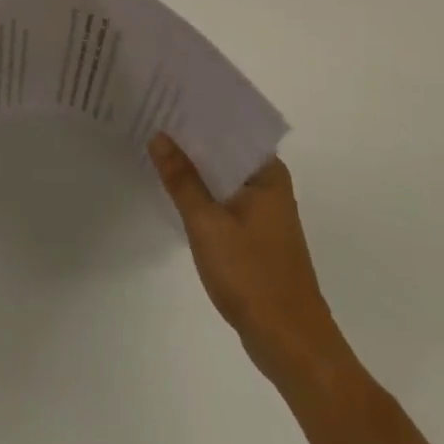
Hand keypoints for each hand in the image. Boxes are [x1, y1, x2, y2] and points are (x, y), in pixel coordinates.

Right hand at [148, 134, 342, 388]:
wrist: (292, 347)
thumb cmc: (253, 277)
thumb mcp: (207, 224)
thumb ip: (182, 179)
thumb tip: (159, 136)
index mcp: (267, 173)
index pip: (229, 128)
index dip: (197, 113)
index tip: (166, 96)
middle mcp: (269, 184)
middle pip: (224, 150)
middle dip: (191, 139)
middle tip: (151, 116)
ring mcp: (263, 211)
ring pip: (222, 177)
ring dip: (194, 167)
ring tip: (155, 146)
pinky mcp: (255, 235)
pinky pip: (223, 199)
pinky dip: (202, 193)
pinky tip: (173, 189)